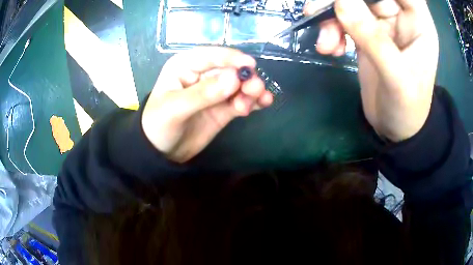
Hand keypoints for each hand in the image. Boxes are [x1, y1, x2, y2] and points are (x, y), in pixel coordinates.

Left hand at [142, 47, 273, 162]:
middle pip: (229, 69)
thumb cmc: (158, 124)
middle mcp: (202, 74)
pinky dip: (253, 101)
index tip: (250, 66)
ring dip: (252, 90)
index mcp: (185, 66)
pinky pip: (241, 100)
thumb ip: (203, 93)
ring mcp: (214, 91)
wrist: (162, 152)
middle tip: (255, 88)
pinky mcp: (223, 107)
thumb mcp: (175, 108)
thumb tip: (234, 78)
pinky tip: (263, 104)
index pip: (211, 56)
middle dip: (245, 77)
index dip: (231, 59)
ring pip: (238, 85)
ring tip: (260, 99)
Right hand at [304, 0, 438, 141]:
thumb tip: (340, 2)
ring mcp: (381, 22)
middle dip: (342, 0)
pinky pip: (343, 20)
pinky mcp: (365, 33)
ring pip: (350, 2)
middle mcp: (400, 15)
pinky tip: (329, 49)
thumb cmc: (407, 108)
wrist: (396, 128)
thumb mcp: (397, 78)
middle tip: (316, 11)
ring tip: (325, 43)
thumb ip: (374, 40)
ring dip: (331, 17)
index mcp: (418, 22)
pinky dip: (331, 30)